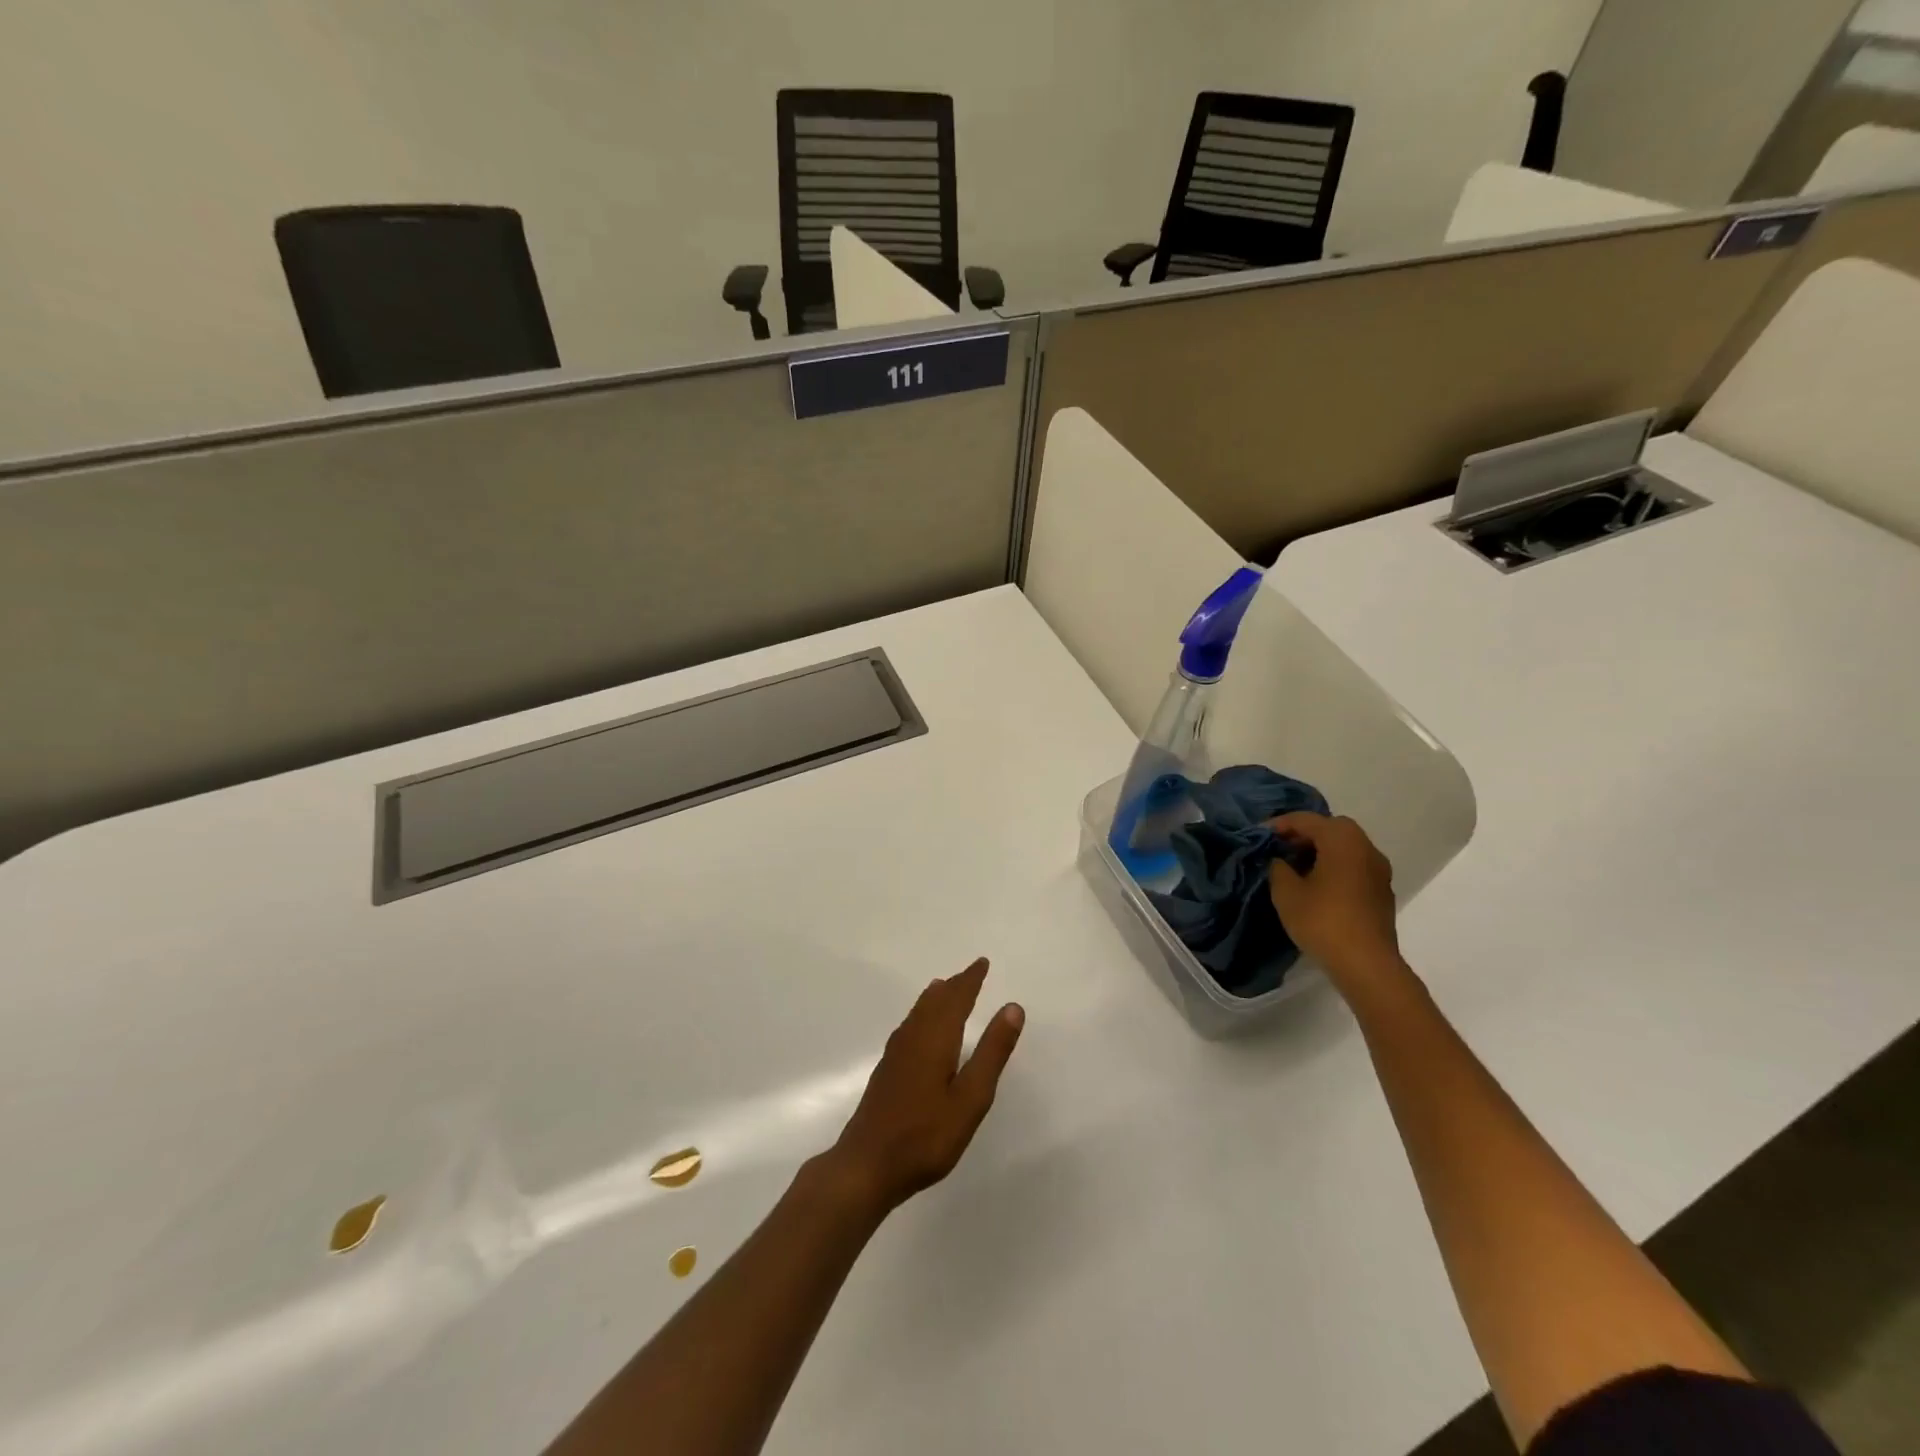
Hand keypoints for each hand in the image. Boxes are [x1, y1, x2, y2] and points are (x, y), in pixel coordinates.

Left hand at [828, 958, 1023, 1215]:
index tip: (982, 963)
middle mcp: (913, 1037)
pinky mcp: (887, 1071)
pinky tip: (919, 1029)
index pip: (956, 998)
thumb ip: (992, 1052)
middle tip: (970, 973)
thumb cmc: (926, 1135)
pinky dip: (922, 1014)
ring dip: (935, 998)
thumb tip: (1012, 1007)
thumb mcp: (971, 1098)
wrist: (866, 1165)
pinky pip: (909, 1026)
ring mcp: (895, 1054)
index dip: (970, 980)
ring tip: (944, 988)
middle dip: (954, 985)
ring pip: (918, 1013)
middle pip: (935, 1001)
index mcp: (935, 1038)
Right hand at [1267, 813, 1404, 996]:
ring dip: (1321, 851)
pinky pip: (1354, 867)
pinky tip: (1317, 886)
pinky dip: (1335, 867)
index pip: (1307, 820)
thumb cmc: (1323, 921)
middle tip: (1279, 848)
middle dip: (1304, 834)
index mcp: (1342, 840)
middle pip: (1331, 829)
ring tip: (1295, 867)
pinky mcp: (1382, 892)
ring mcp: (1379, 871)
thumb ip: (1278, 869)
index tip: (1259, 834)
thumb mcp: (1286, 892)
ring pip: (1345, 848)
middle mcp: (1366, 847)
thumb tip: (1281, 862)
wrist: (1367, 965)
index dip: (1280, 824)